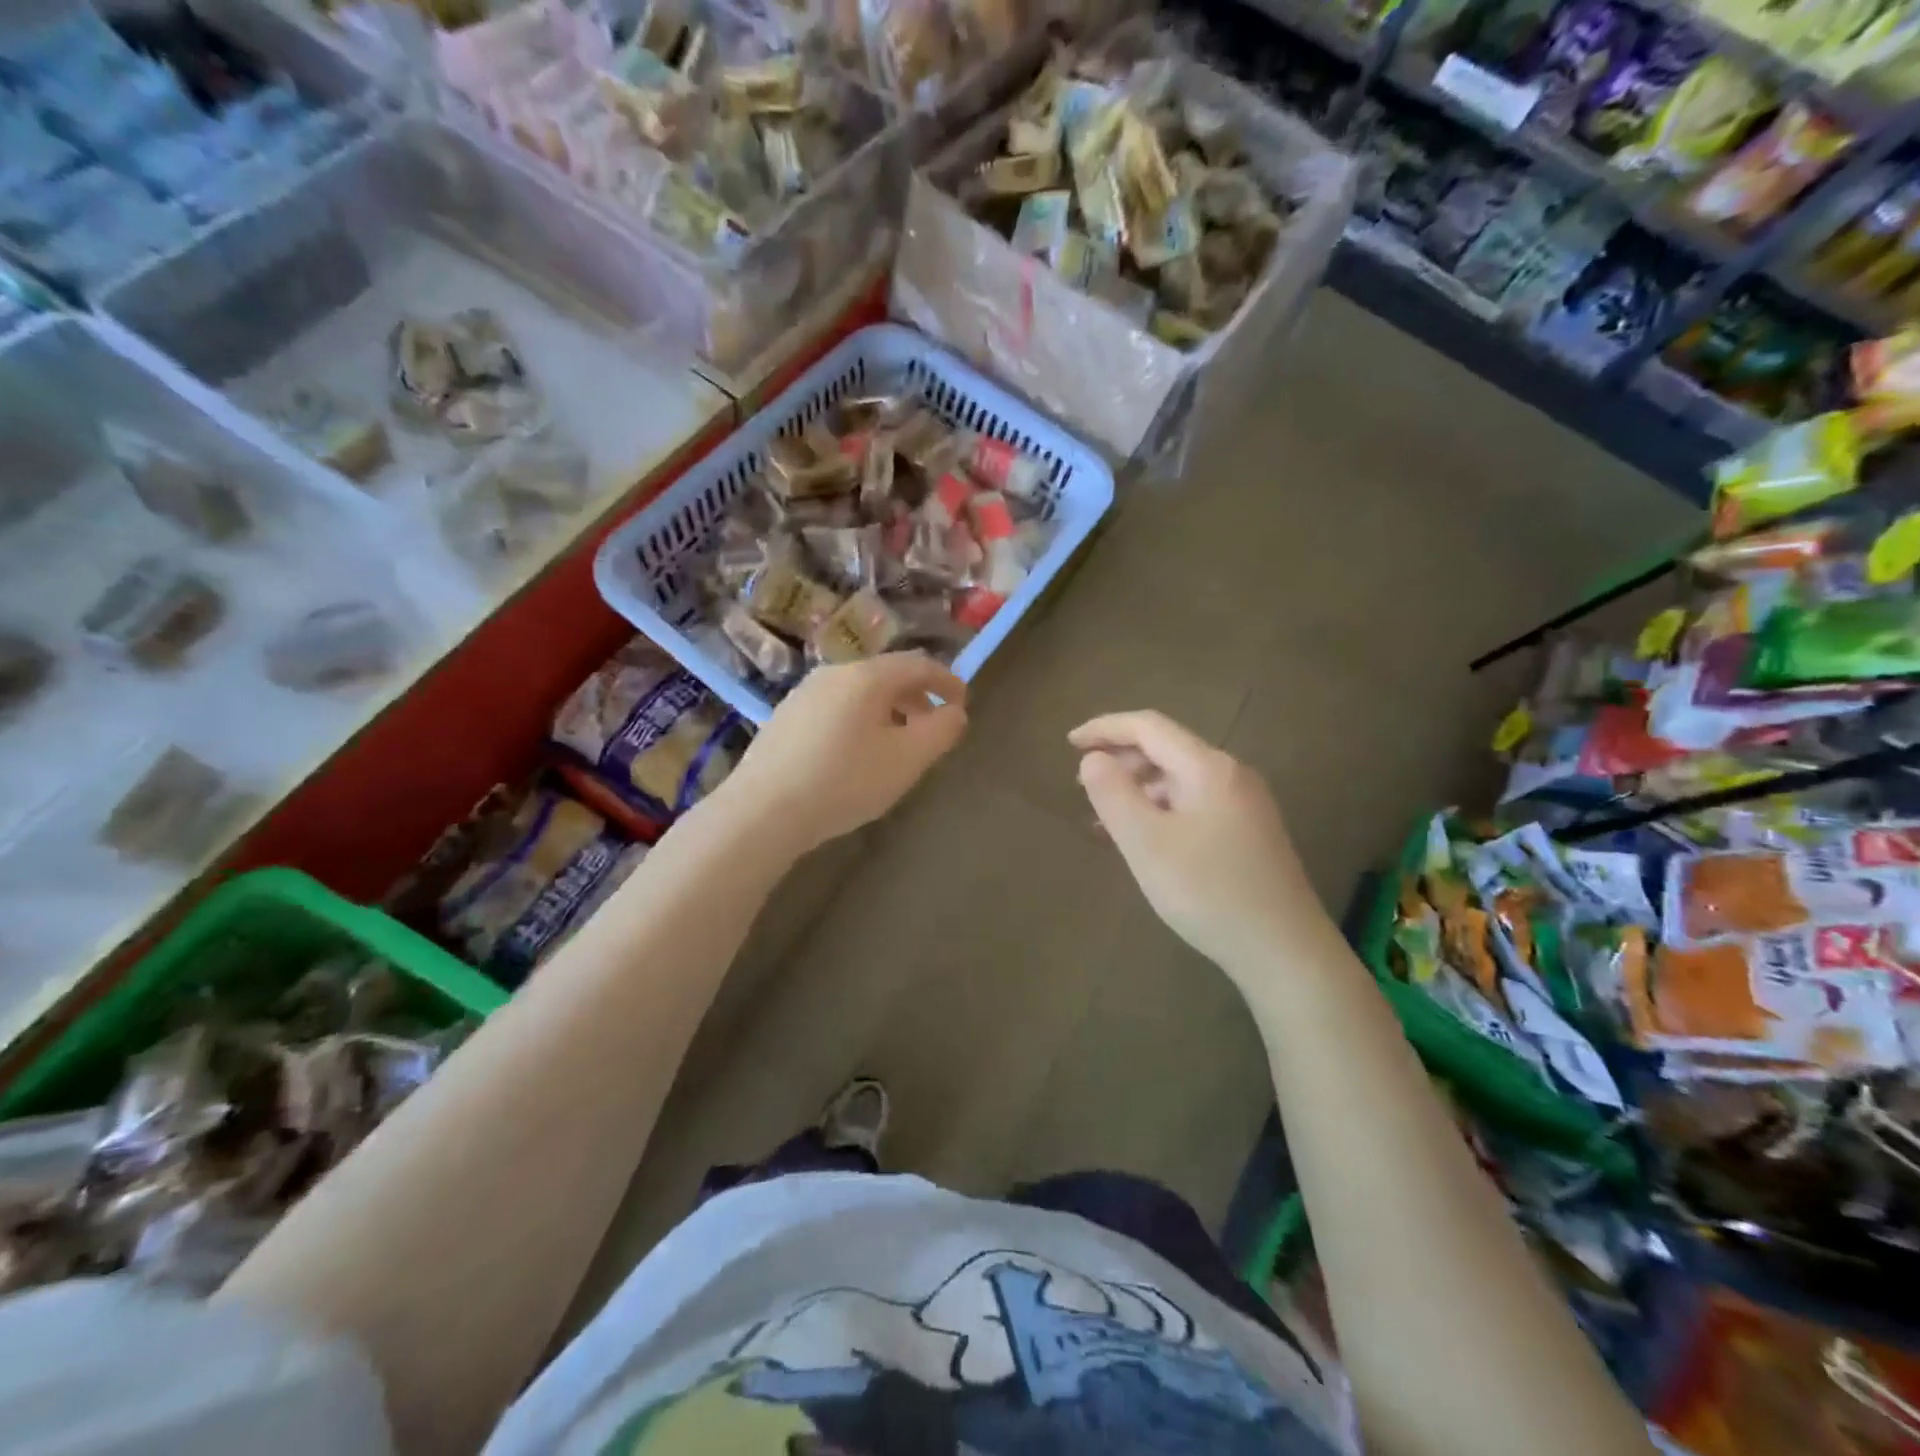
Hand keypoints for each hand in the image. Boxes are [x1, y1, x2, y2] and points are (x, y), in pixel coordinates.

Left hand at [723, 653, 967, 853]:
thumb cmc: (845, 781)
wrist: (762, 811)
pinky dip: (859, 721)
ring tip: (896, 745)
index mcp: (867, 676)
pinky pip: (835, 708)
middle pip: (887, 675)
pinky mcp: (784, 718)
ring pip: (859, 693)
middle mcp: (833, 674)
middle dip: (917, 698)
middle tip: (932, 729)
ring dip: (888, 711)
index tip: (963, 704)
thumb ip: (941, 731)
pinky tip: (855, 755)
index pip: (919, 664)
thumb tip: (955, 712)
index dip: (947, 681)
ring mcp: (803, 694)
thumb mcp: (907, 760)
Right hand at [1070, 711, 1319, 978]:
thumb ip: (1113, 794)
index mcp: (1208, 767)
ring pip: (1179, 780)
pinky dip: (1160, 811)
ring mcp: (1244, 805)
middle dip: (1121, 760)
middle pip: (1167, 749)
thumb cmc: (1208, 891)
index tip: (1069, 743)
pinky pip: (1193, 805)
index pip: (1149, 727)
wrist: (1284, 950)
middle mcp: (1231, 775)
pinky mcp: (1249, 833)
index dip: (1105, 729)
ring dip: (1138, 789)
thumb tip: (1093, 759)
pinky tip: (1143, 839)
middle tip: (1082, 784)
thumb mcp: (1146, 843)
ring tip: (1104, 817)